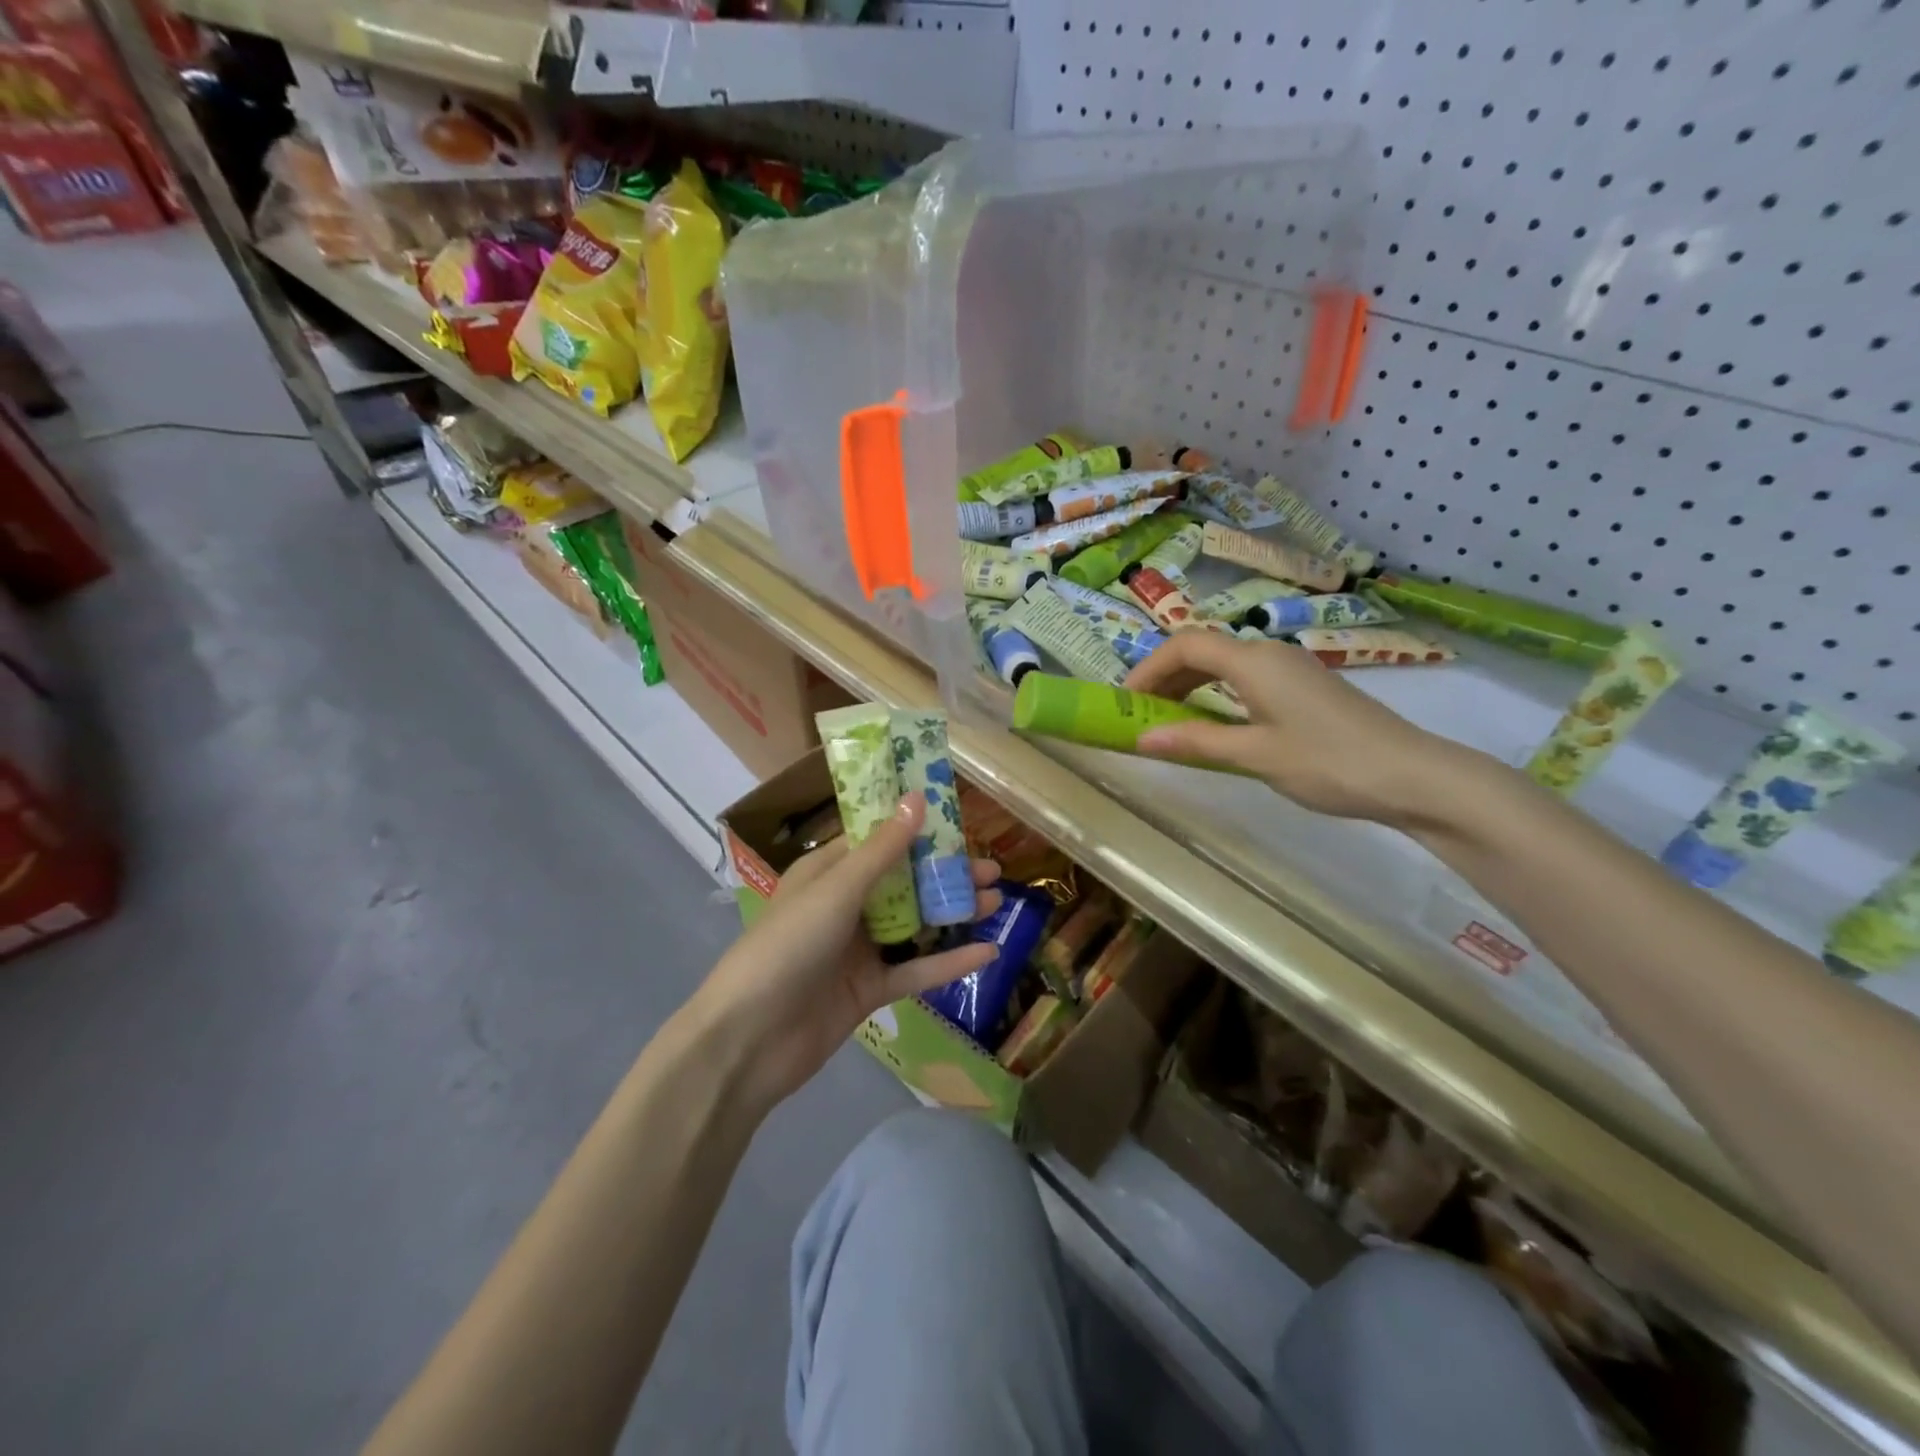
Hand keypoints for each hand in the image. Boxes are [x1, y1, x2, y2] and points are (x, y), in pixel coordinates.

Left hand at [692, 795, 1001, 1107]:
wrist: (750, 1040)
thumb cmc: (788, 946)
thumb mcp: (837, 890)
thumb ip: (882, 850)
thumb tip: (916, 798)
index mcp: (828, 873)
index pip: (878, 840)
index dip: (917, 829)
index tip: (958, 820)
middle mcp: (845, 906)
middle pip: (904, 882)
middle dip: (945, 874)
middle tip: (992, 869)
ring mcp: (858, 949)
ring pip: (915, 924)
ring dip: (954, 913)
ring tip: (997, 901)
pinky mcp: (870, 990)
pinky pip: (915, 971)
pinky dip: (949, 962)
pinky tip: (987, 952)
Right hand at [1123, 632, 1460, 825]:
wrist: (1413, 776)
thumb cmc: (1329, 762)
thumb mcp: (1256, 755)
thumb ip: (1196, 742)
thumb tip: (1141, 740)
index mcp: (1254, 662)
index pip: (1185, 645)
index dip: (1148, 668)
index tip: (1124, 701)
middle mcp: (1269, 654)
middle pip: (1203, 650)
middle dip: (1165, 677)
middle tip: (1139, 714)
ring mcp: (1291, 669)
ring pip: (1224, 665)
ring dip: (1189, 686)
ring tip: (1167, 721)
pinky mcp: (1305, 688)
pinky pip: (1245, 679)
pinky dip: (1216, 694)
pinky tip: (1213, 723)